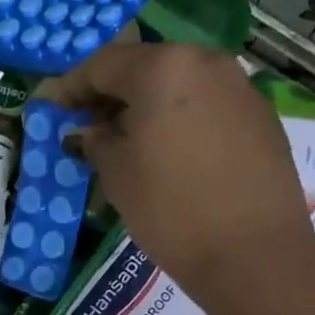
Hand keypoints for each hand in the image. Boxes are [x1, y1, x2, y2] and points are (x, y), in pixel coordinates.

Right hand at [49, 43, 314, 294]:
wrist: (253, 253)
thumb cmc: (171, 210)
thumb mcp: (117, 176)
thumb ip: (97, 142)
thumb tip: (89, 132)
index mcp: (163, 67)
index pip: (103, 65)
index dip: (72, 87)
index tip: (53, 110)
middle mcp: (205, 62)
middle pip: (146, 68)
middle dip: (113, 95)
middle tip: (89, 127)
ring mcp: (240, 87)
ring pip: (180, 86)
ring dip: (148, 108)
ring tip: (128, 143)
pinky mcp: (261, 117)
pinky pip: (207, 107)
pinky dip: (180, 121)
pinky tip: (170, 154)